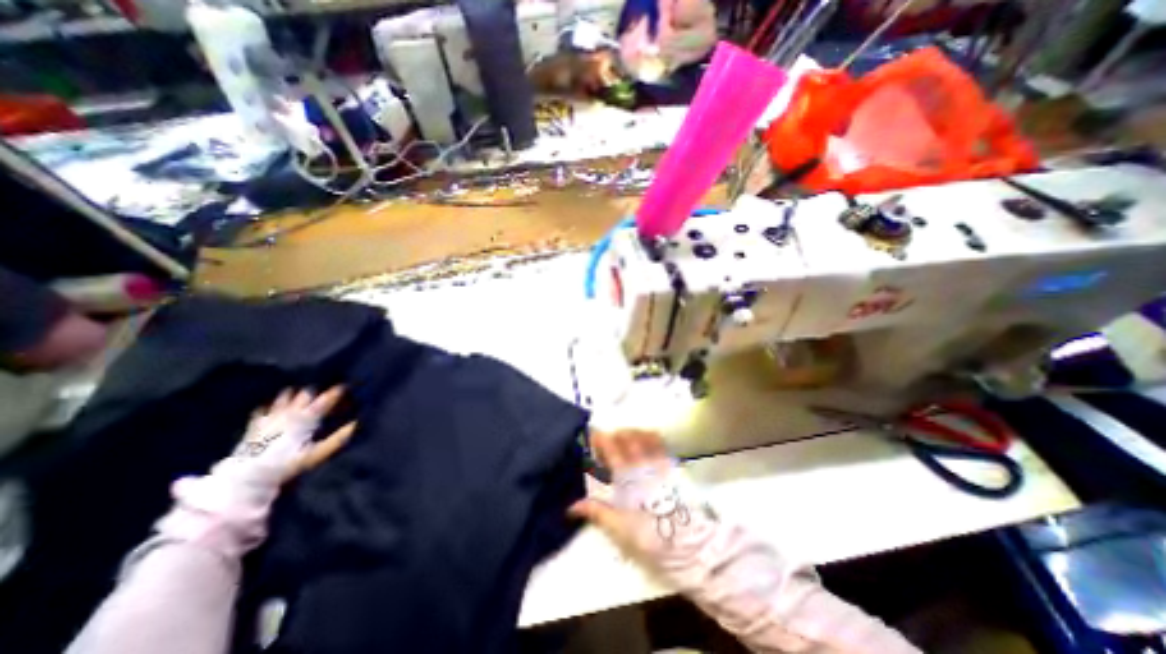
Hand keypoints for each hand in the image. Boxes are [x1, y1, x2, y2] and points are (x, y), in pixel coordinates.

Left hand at [239, 388, 358, 483]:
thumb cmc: (285, 465)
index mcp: (305, 419)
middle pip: (304, 394)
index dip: (335, 392)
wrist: (245, 477)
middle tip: (324, 388)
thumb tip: (356, 424)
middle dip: (315, 390)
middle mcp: (289, 414)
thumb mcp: (316, 455)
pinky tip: (272, 407)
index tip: (345, 385)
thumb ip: (337, 439)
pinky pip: (263, 409)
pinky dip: (270, 405)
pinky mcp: (255, 425)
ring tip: (301, 392)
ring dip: (295, 393)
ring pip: (284, 397)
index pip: (324, 401)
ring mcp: (270, 417)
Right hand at [567, 432, 721, 580]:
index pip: (611, 448)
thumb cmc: (651, 538)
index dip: (600, 438)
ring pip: (644, 436)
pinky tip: (646, 441)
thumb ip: (597, 512)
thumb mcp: (620, 529)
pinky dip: (650, 436)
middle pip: (627, 437)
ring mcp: (659, 462)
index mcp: (627, 477)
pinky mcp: (672, 466)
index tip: (592, 435)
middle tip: (608, 442)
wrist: (690, 545)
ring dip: (632, 433)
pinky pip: (660, 443)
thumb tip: (572, 506)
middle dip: (615, 434)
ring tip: (625, 440)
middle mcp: (643, 464)